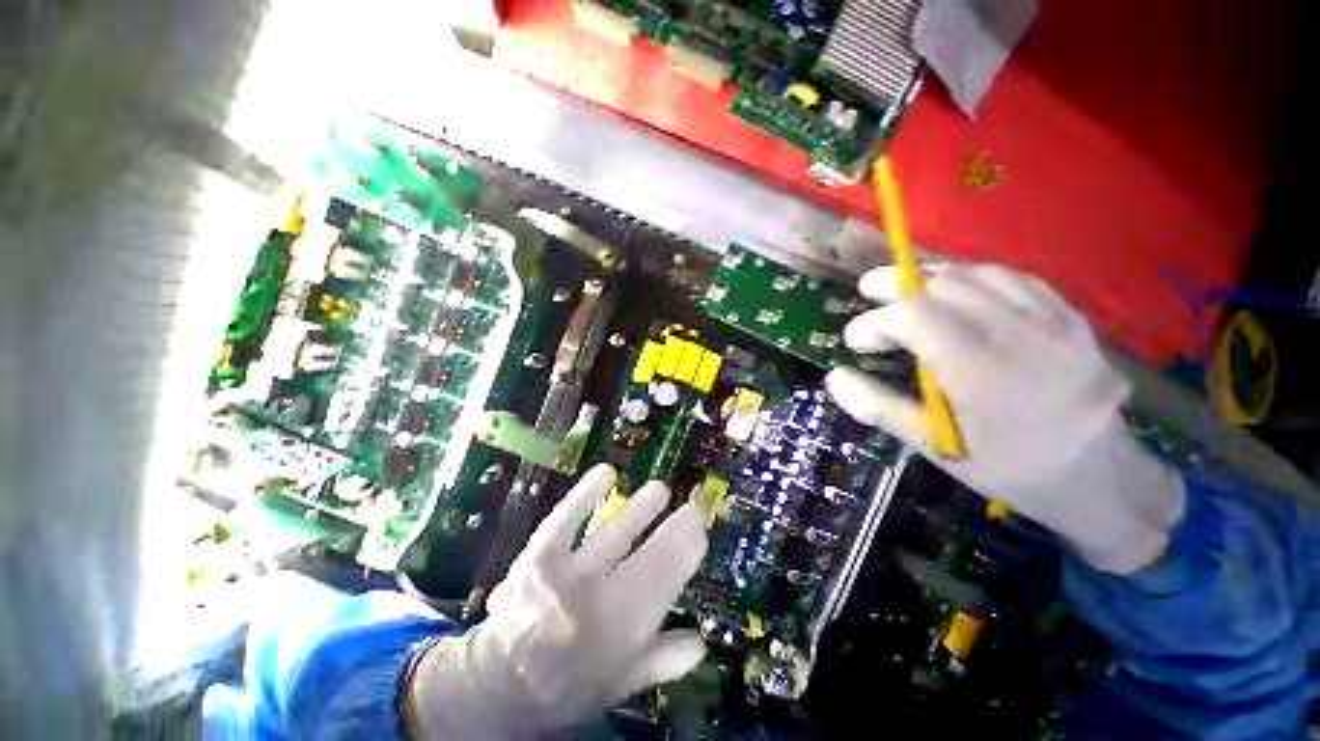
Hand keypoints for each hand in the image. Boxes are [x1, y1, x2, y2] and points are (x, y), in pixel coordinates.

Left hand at [408, 465, 708, 737]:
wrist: (501, 683)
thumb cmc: (568, 687)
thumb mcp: (621, 684)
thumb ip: (662, 661)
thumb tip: (702, 642)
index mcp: (626, 630)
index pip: (668, 578)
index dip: (689, 546)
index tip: (701, 524)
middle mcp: (602, 599)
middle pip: (650, 554)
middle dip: (677, 526)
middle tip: (694, 503)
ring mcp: (569, 573)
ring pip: (615, 534)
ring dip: (641, 510)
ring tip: (660, 488)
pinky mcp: (541, 555)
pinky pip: (567, 519)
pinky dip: (586, 493)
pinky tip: (607, 471)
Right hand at [826, 264, 1183, 573]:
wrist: (1095, 474)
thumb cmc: (1004, 466)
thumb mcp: (934, 446)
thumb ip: (878, 407)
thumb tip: (834, 377)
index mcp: (980, 372)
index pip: (912, 316)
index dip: (873, 321)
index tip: (856, 340)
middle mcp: (1017, 335)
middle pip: (941, 285)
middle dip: (894, 289)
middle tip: (870, 299)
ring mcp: (1050, 320)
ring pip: (977, 273)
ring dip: (930, 279)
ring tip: (906, 294)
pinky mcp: (1068, 316)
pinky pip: (1013, 278)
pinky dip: (973, 277)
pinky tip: (957, 292)